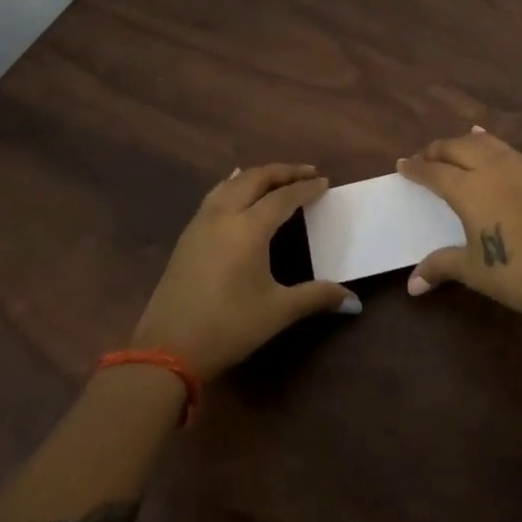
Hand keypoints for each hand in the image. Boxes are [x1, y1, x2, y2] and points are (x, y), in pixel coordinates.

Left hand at [131, 163, 357, 377]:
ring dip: (255, 176)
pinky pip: (214, 197)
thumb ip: (317, 297)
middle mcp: (223, 216)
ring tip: (274, 177)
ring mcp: (200, 224)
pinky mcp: (186, 238)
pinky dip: (233, 186)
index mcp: (249, 228)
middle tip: (306, 172)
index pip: (283, 197)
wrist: (167, 350)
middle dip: (282, 172)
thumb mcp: (278, 311)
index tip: (325, 182)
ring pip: (230, 184)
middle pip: (254, 179)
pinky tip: (235, 194)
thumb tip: (354, 301)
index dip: (306, 188)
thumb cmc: (228, 327)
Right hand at [396, 129, 521, 326]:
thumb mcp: (473, 270)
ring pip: (485, 143)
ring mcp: (521, 168)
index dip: (416, 168)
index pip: (434, 172)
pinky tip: (492, 148)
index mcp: (469, 190)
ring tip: (454, 146)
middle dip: (437, 150)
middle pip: (457, 148)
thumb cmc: (516, 274)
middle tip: (424, 158)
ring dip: (464, 143)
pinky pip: (509, 150)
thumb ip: (441, 267)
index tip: (402, 165)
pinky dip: (492, 146)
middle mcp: (492, 169)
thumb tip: (412, 285)